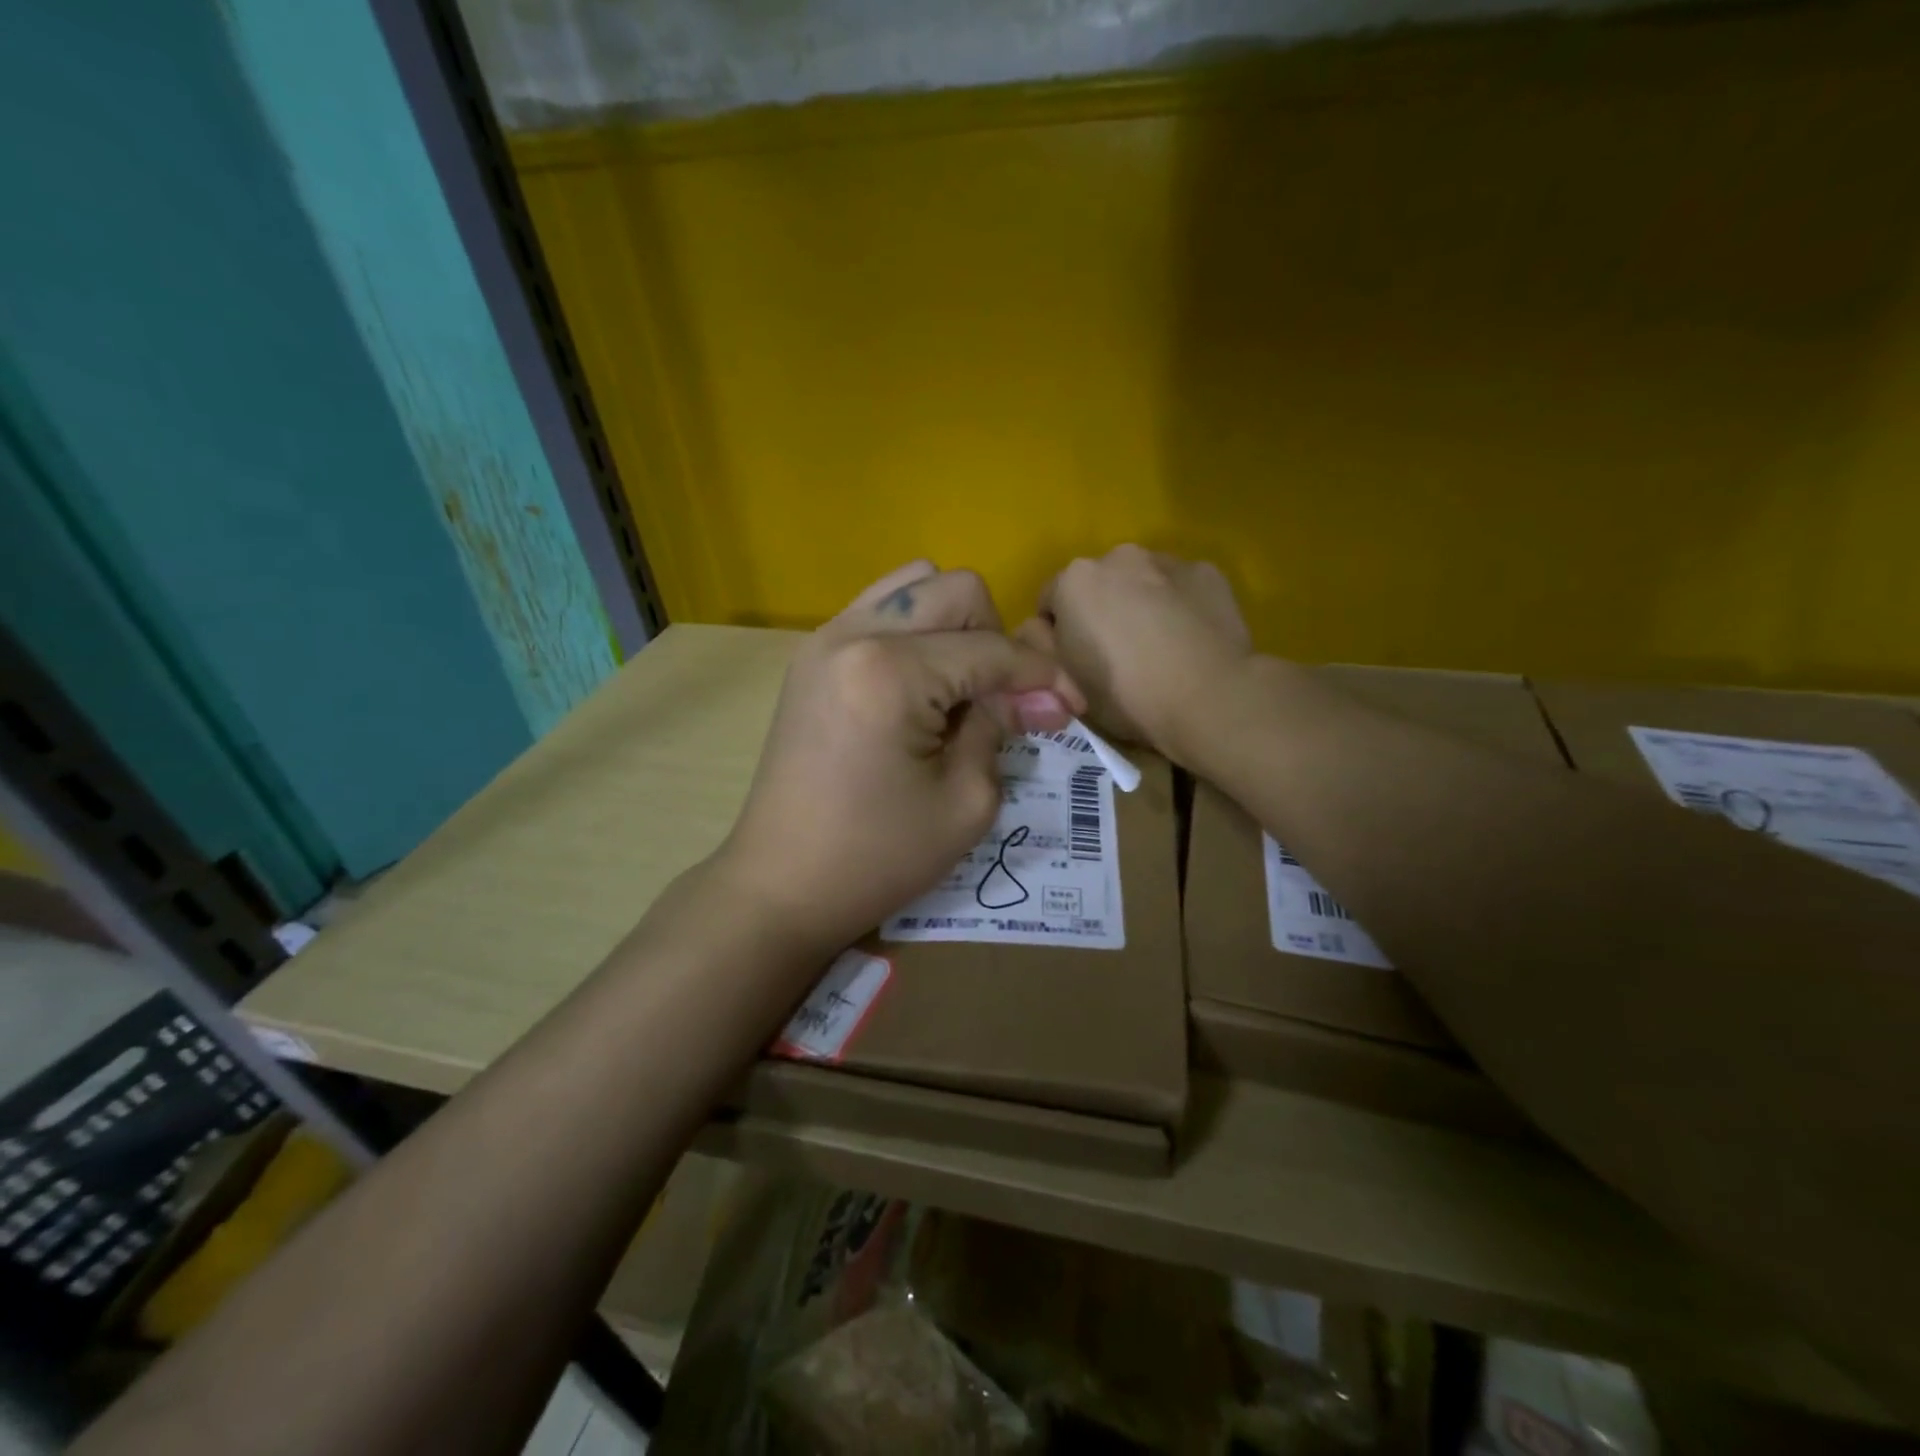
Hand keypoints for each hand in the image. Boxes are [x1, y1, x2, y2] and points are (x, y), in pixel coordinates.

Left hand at [716, 562, 1084, 960]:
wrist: (780, 885)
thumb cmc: (876, 858)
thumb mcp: (965, 802)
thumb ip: (1001, 728)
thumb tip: (1038, 696)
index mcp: (892, 671)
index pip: (991, 650)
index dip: (1043, 676)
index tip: (1074, 708)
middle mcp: (854, 634)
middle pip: (955, 589)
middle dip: (997, 639)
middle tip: (1007, 700)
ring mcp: (824, 640)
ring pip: (914, 585)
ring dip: (955, 625)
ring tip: (963, 688)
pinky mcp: (811, 658)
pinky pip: (880, 612)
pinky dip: (917, 634)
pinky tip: (924, 688)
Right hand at [1021, 546, 1250, 760]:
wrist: (1210, 699)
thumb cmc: (1125, 694)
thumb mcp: (1062, 681)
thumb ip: (1036, 646)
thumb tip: (1036, 628)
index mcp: (1074, 579)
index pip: (1049, 603)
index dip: (1056, 637)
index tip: (1074, 667)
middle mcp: (1119, 556)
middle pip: (1097, 586)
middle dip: (1100, 613)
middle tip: (1117, 660)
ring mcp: (1169, 560)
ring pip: (1141, 583)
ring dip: (1140, 606)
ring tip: (1158, 650)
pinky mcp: (1209, 573)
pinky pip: (1181, 588)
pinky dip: (1179, 606)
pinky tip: (1190, 641)